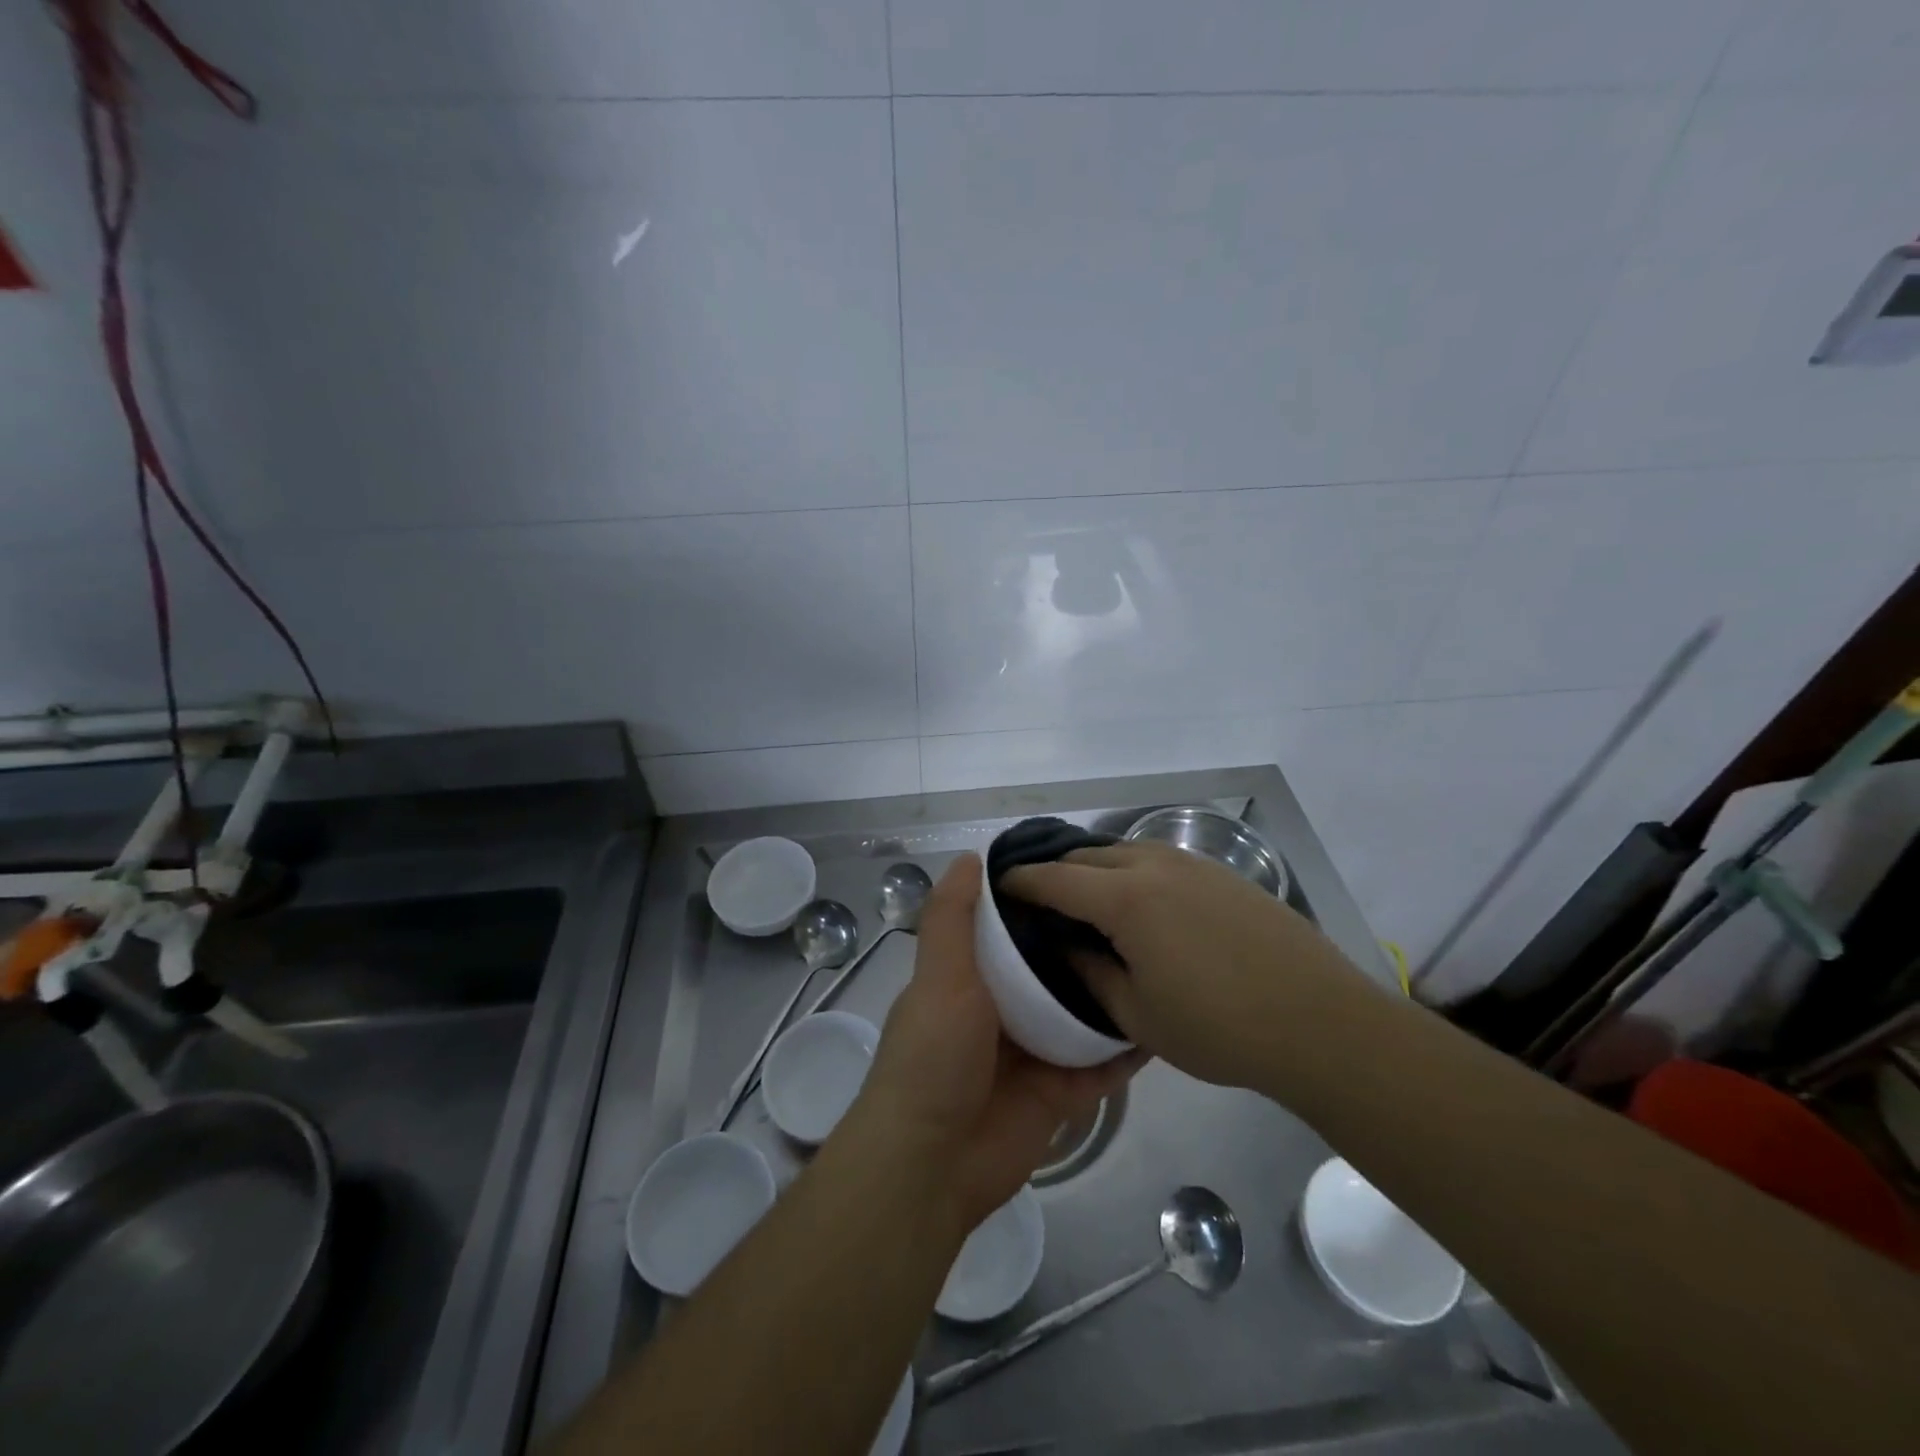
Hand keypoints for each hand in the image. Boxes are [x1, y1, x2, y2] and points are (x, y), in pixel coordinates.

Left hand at [848, 854, 1141, 1229]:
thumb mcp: (939, 975)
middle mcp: (1002, 1011)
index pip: (1011, 931)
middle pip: (1051, 972)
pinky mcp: (1061, 1094)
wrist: (933, 1164)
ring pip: (1079, 1016)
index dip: (1041, 903)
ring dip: (1110, 995)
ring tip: (1159, 959)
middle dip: (1084, 948)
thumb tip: (972, 856)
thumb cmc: (933, 1056)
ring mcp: (1034, 1054)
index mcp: (970, 978)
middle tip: (1137, 914)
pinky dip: (1126, 1049)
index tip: (1082, 874)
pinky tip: (1162, 1021)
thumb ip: (952, 918)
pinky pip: (1101, 1066)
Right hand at [1003, 840, 1365, 1090]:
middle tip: (1040, 904)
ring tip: (1086, 902)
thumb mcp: (1138, 1015)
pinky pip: (1158, 860)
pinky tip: (1141, 905)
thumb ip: (1089, 974)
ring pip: (1124, 851)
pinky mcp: (1222, 873)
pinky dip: (1132, 872)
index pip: (1055, 878)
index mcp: (1126, 897)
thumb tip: (1063, 947)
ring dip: (1095, 869)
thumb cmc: (1219, 1027)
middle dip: (1056, 872)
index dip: (1021, 881)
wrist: (1321, 1022)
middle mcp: (1154, 864)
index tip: (999, 887)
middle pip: (1087, 855)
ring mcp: (1193, 864)